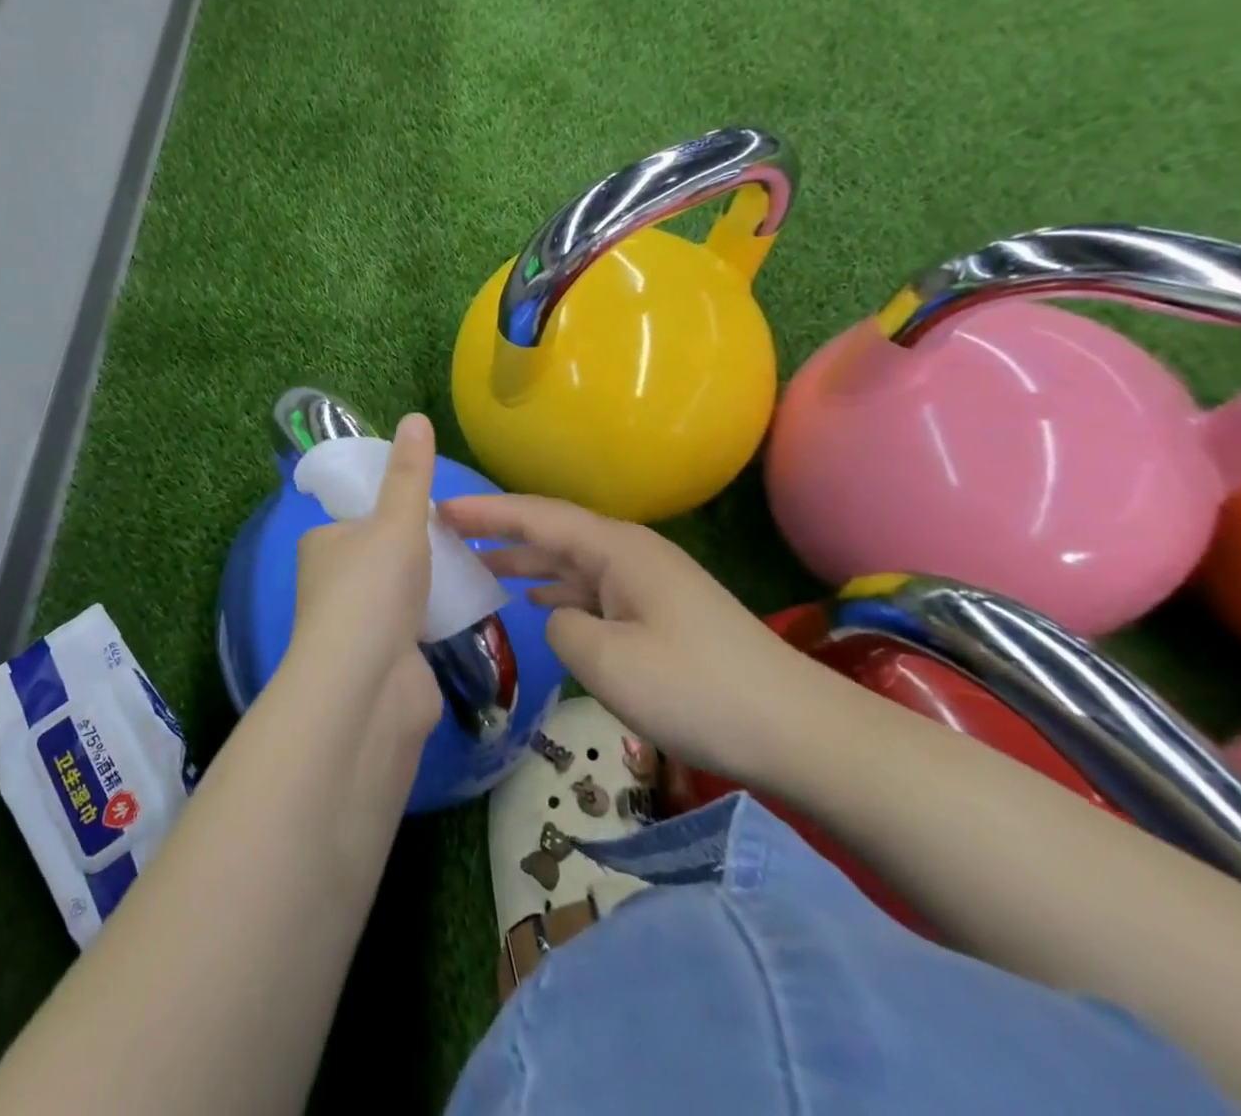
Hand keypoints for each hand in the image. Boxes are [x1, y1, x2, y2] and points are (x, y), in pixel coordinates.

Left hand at [282, 414, 443, 742]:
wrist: (368, 687)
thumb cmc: (374, 589)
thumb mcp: (397, 521)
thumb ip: (410, 474)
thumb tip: (415, 417)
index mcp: (322, 544)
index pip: (359, 516)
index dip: (393, 511)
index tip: (431, 510)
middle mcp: (331, 583)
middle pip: (382, 556)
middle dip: (417, 552)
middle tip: (458, 542)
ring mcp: (356, 626)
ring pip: (399, 593)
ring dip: (428, 587)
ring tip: (469, 571)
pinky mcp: (383, 661)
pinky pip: (414, 629)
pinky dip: (435, 621)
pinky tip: (464, 612)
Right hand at [438, 493, 845, 782]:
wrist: (799, 731)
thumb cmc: (697, 689)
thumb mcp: (607, 660)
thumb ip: (562, 626)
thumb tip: (559, 617)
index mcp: (617, 549)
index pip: (538, 516)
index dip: (487, 511)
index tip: (440, 509)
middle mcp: (631, 554)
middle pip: (553, 531)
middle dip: (501, 530)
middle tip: (449, 534)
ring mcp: (648, 583)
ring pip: (572, 561)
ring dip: (527, 561)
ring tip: (480, 565)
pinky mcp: (659, 613)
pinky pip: (593, 588)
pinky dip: (558, 590)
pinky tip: (538, 601)